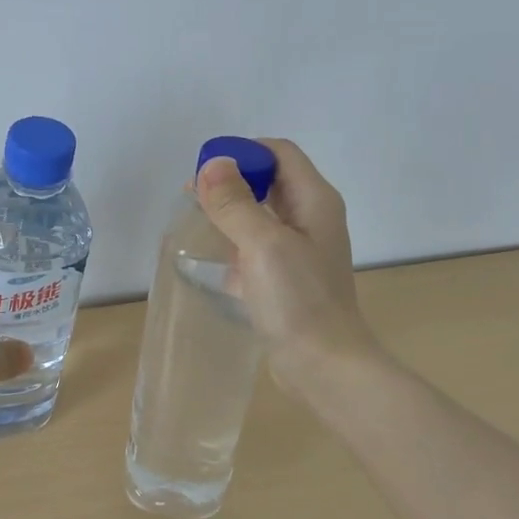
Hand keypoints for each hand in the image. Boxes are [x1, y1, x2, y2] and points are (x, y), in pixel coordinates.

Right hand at [195, 138, 381, 392]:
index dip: (244, 152)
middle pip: (271, 181)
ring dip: (231, 211)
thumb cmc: (298, 300)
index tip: (206, 169)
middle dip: (233, 180)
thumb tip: (212, 165)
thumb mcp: (263, 244)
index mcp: (315, 201)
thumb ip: (236, 203)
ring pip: (261, 215)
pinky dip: (234, 243)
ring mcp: (300, 251)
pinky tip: (208, 256)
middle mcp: (311, 219)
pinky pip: (256, 248)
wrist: (324, 366)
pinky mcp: (286, 279)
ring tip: (195, 218)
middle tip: (194, 194)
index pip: (280, 153)